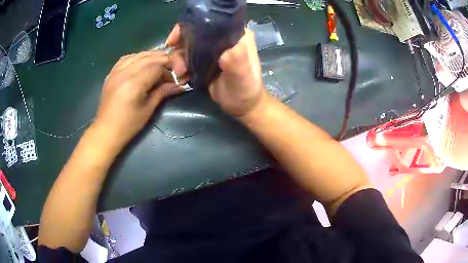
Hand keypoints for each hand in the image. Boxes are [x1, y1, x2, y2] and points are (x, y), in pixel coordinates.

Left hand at [94, 51, 180, 149]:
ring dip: (150, 56)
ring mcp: (116, 72)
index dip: (168, 72)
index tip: (173, 80)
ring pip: (137, 55)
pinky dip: (136, 57)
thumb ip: (162, 93)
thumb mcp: (148, 110)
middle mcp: (125, 73)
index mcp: (135, 83)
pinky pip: (125, 59)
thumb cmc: (128, 125)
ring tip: (159, 61)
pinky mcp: (111, 74)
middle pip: (148, 58)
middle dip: (162, 60)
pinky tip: (141, 61)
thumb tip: (178, 85)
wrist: (106, 131)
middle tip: (171, 67)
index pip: (157, 67)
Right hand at [166, 25, 266, 117]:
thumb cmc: (246, 89)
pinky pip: (188, 57)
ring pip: (188, 46)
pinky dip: (182, 66)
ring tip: (180, 74)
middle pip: (194, 32)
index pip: (209, 21)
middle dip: (180, 47)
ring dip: (179, 59)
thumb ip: (236, 60)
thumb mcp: (243, 76)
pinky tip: (182, 77)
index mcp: (235, 34)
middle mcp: (223, 38)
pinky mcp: (206, 60)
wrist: (242, 106)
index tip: (173, 41)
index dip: (188, 27)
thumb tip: (224, 49)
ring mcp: (213, 49)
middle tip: (178, 66)